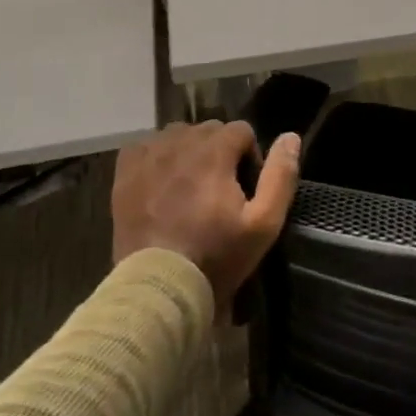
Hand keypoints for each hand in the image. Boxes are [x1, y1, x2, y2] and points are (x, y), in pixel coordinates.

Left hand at [111, 121, 300, 313]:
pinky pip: (146, 146)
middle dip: (221, 151)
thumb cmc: (217, 256)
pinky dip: (158, 156)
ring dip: (190, 151)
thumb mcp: (264, 224)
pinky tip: (163, 182)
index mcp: (213, 151)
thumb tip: (290, 137)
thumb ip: (280, 176)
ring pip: (178, 134)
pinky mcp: (125, 173)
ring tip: (192, 186)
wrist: (160, 286)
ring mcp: (148, 157)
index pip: (241, 130)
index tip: (246, 189)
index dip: (250, 157)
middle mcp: (178, 144)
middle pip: (209, 129)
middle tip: (221, 191)